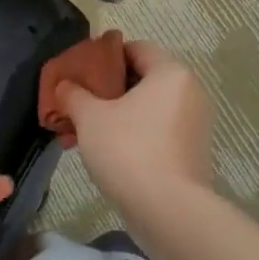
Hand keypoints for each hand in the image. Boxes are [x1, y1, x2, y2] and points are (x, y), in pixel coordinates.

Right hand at [56, 40, 213, 214]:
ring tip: (83, 130)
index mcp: (170, 73)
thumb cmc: (128, 149)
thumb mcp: (90, 117)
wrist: (168, 211)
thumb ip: (73, 94)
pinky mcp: (191, 152)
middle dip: (106, 89)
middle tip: (77, 101)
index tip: (79, 71)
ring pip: (146, 108)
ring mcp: (194, 124)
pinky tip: (104, 151)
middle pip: (141, 79)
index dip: (104, 55)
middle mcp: (189, 92)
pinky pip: (156, 131)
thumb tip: (64, 86)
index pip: (135, 48)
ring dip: (115, 114)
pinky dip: (131, 134)